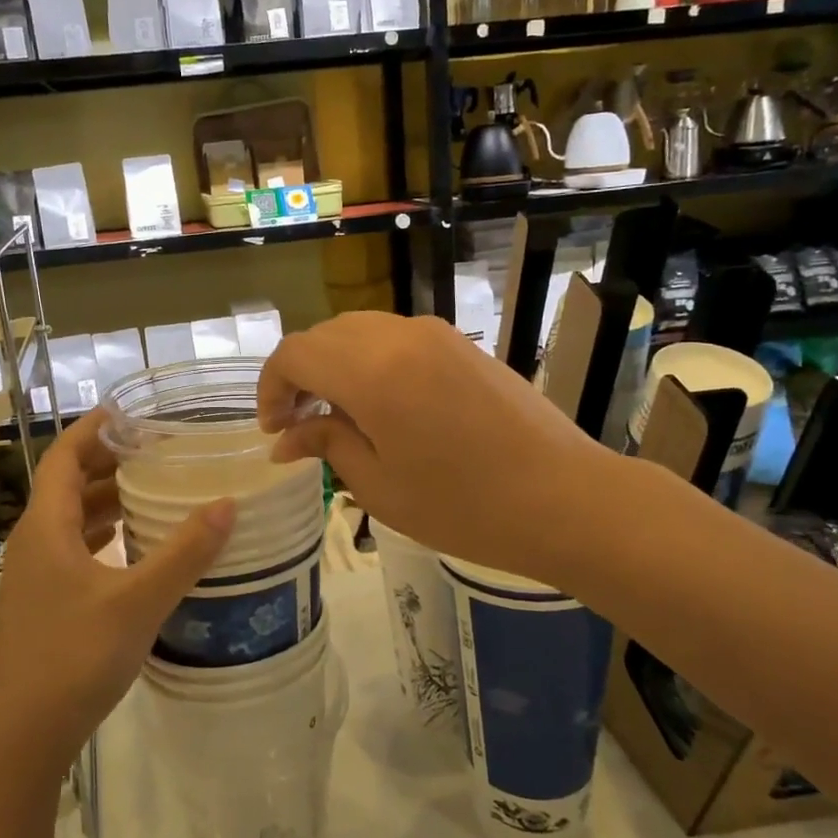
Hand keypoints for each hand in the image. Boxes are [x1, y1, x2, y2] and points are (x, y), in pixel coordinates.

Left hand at [0, 411, 235, 775]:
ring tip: (154, 490)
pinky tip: (135, 546)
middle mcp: (35, 543)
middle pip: (68, 484)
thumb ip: (184, 552)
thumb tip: (227, 504)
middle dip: (109, 462)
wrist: (22, 736)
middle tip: (157, 450)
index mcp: (46, 527)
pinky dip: (104, 535)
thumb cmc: (74, 656)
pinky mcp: (44, 603)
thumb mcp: (138, 601)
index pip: (63, 457)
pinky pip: (74, 550)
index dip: (92, 429)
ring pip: (71, 520)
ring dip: (107, 500)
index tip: (129, 412)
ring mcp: (36, 576)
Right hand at [258, 312, 608, 584]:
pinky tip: (383, 404)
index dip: (272, 388)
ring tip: (339, 415)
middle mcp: (399, 336)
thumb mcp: (380, 486)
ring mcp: (435, 334)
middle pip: (325, 335)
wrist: (565, 498)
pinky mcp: (461, 344)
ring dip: (335, 364)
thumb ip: (327, 444)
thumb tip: (285, 438)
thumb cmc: (464, 507)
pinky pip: (396, 337)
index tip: (274, 429)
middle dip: (300, 374)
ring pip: (360, 331)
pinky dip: (370, 360)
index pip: (295, 354)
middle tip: (299, 424)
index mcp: (372, 372)